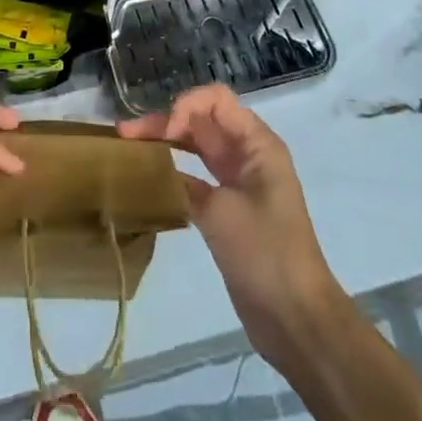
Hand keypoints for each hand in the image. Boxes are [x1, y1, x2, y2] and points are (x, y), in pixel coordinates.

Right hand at [119, 84, 340, 361]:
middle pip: (201, 121)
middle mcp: (247, 155)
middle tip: (125, 134)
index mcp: (256, 144)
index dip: (186, 106)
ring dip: (165, 144)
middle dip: (164, 122)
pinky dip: (172, 173)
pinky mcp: (227, 210)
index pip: (216, 100)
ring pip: (195, 147)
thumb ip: (186, 182)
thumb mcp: (223, 211)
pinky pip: (195, 178)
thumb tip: (155, 169)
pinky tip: (146, 179)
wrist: (296, 320)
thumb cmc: (266, 253)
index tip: (166, 134)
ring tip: (128, 146)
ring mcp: (237, 183)